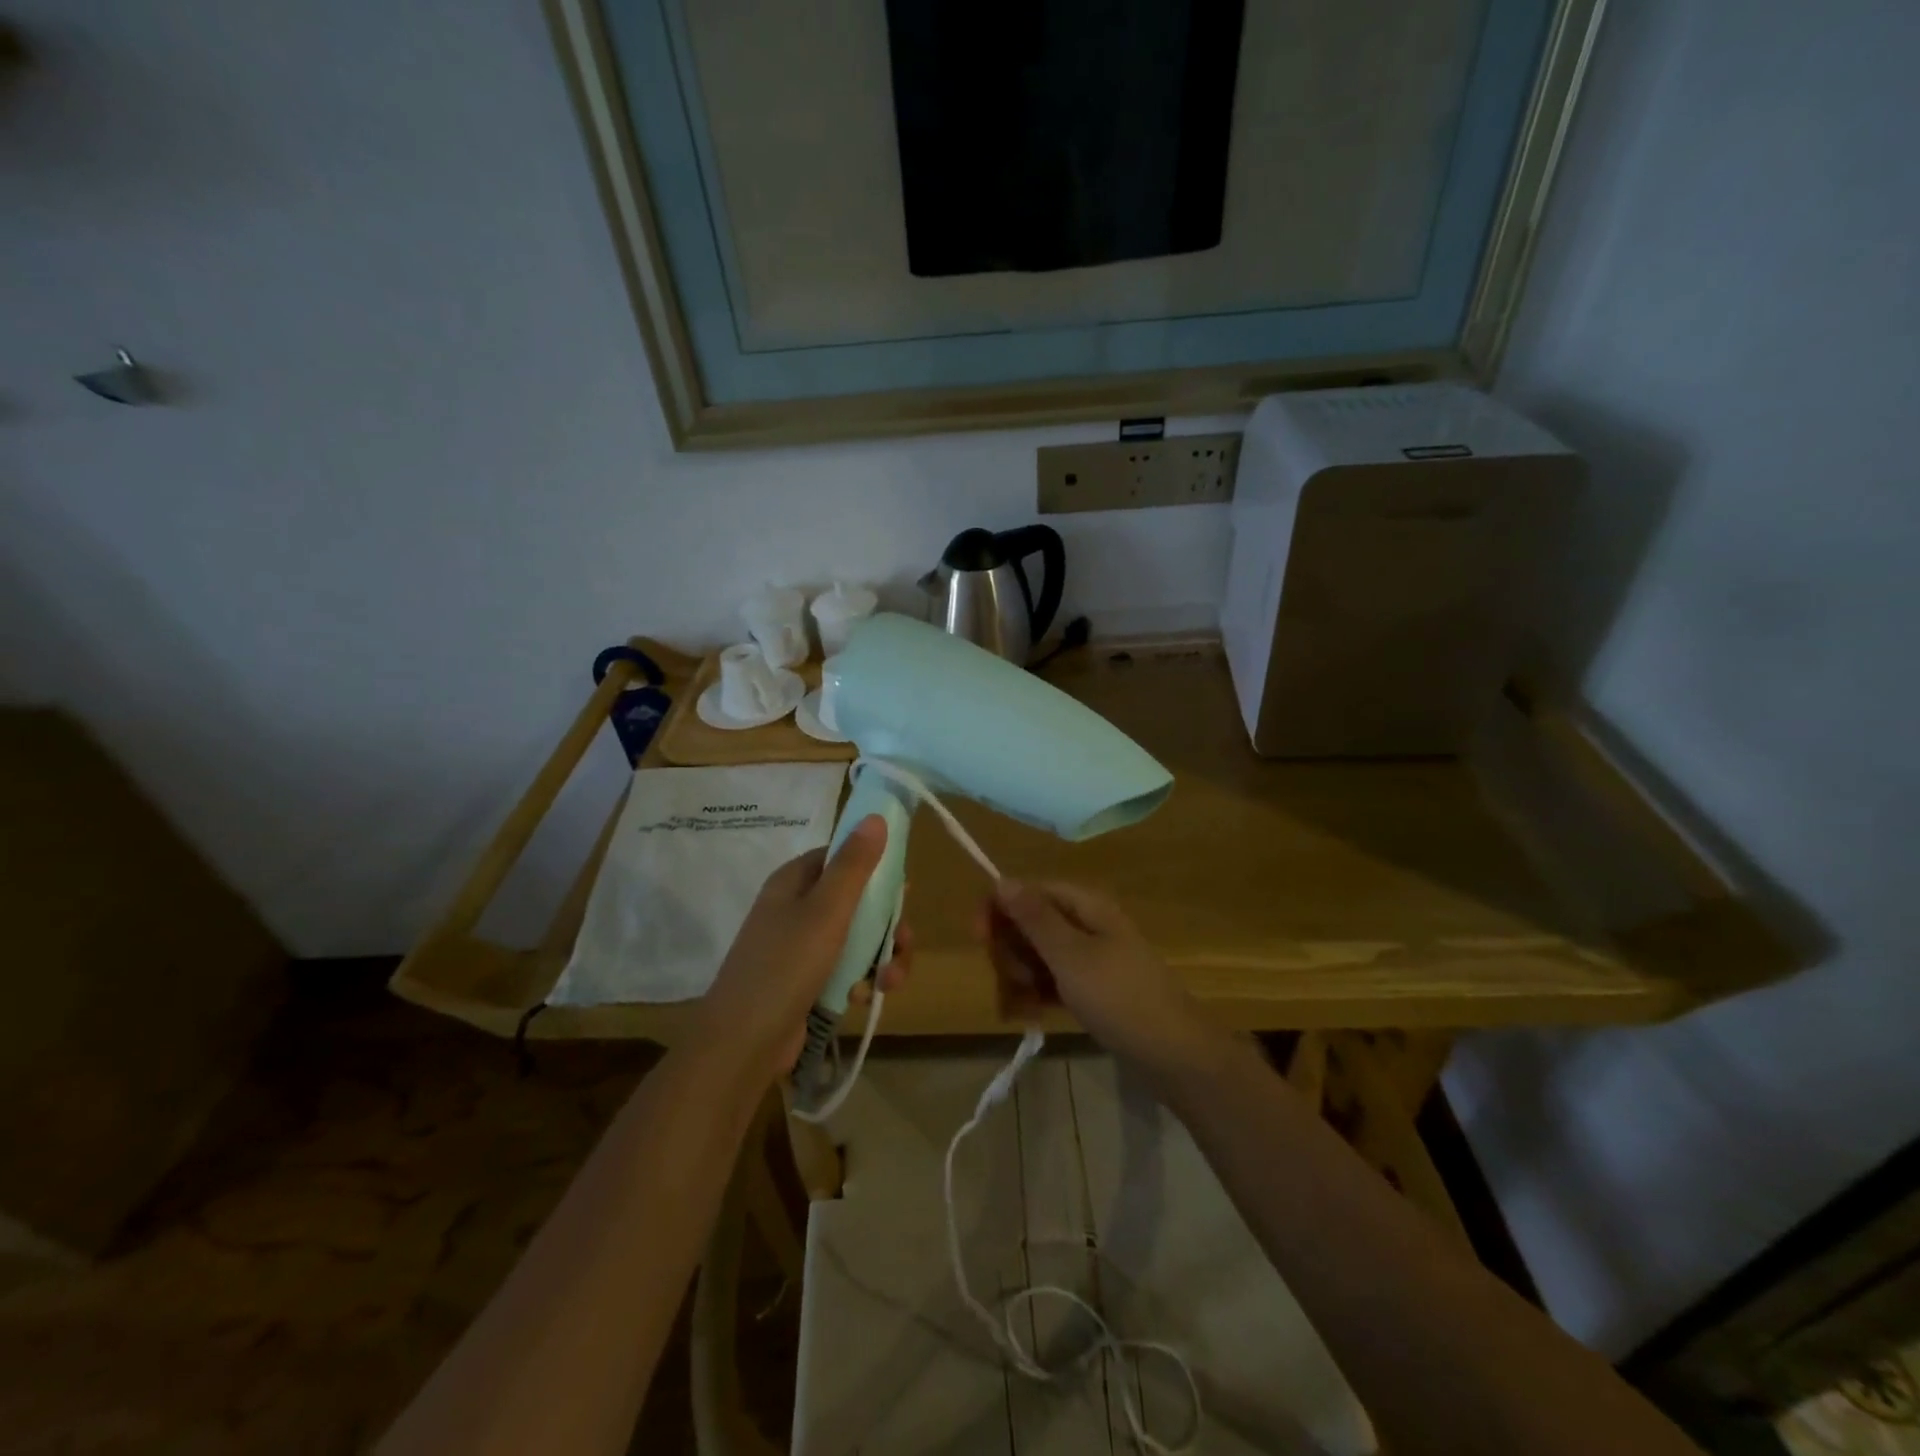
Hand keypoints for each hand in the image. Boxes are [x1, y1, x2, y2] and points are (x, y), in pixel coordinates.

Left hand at [697, 816, 912, 1080]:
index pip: (842, 856)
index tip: (904, 890)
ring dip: (881, 955)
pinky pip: (845, 967)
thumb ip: (854, 864)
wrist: (743, 1044)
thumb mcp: (827, 910)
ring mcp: (800, 946)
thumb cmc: (785, 967)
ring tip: (890, 980)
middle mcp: (796, 907)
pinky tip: (865, 996)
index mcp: (795, 881)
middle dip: (887, 922)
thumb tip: (875, 816)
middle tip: (903, 942)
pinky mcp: (806, 981)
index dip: (876, 868)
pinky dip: (861, 978)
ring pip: (857, 936)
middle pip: (856, 899)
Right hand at [978, 880, 1216, 1077]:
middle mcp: (1089, 925)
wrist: (1174, 1055)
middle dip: (1013, 949)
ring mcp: (1093, 959)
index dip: (1001, 908)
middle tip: (1012, 979)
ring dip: (1023, 975)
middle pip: (1033, 922)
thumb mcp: (1070, 955)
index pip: (1032, 891)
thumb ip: (1034, 918)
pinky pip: (1055, 981)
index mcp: (1087, 906)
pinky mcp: (1095, 989)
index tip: (978, 937)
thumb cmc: (1119, 997)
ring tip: (1023, 1004)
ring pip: (1041, 954)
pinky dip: (1039, 993)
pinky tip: (1031, 1015)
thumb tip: (1002, 879)